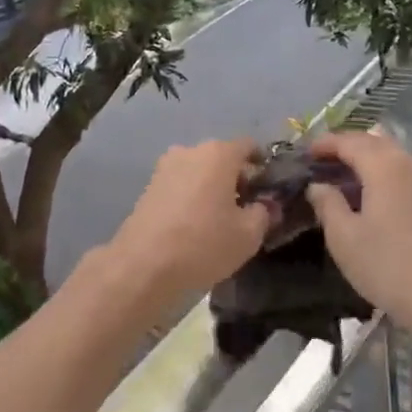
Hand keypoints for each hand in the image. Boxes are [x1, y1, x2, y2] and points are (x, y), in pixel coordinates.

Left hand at [106, 140, 272, 306]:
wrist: (143, 265)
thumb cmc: (204, 243)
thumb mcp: (248, 235)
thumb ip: (264, 214)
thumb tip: (266, 205)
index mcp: (219, 154)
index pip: (249, 146)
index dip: (262, 165)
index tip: (268, 187)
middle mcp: (190, 151)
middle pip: (222, 157)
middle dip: (236, 178)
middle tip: (247, 206)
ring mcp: (165, 167)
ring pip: (199, 171)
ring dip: (212, 187)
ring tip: (220, 218)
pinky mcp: (149, 186)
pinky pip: (181, 184)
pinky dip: (192, 196)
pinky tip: (195, 223)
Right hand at [303, 130, 411, 337]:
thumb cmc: (387, 266)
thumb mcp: (344, 237)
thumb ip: (327, 203)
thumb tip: (317, 185)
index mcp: (384, 166)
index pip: (350, 142)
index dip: (325, 144)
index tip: (305, 153)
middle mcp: (409, 165)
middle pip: (375, 143)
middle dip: (347, 147)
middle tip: (321, 162)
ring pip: (393, 157)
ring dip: (366, 160)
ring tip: (343, 178)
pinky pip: (404, 175)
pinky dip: (383, 175)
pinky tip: (371, 197)